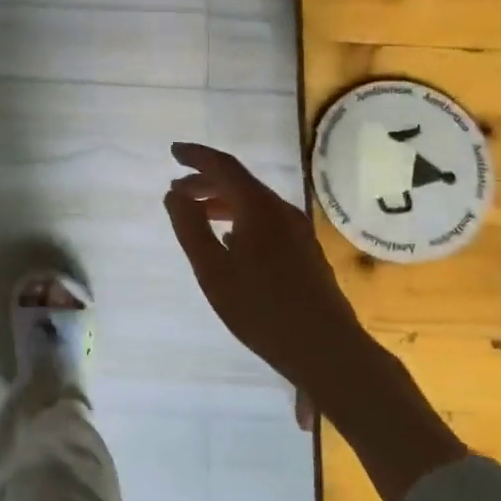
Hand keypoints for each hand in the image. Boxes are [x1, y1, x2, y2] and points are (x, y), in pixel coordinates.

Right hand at [163, 142, 465, 500]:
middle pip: (239, 182)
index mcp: (258, 208)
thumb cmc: (262, 310)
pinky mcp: (304, 251)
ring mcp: (297, 231)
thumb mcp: (213, 271)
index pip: (223, 167)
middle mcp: (281, 211)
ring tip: (197, 213)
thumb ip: (190, 228)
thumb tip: (174, 194)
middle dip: (205, 181)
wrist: (326, 349)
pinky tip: (229, 240)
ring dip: (222, 201)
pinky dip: (240, 218)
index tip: (173, 151)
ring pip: (253, 203)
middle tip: (177, 189)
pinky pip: (265, 220)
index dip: (196, 156)